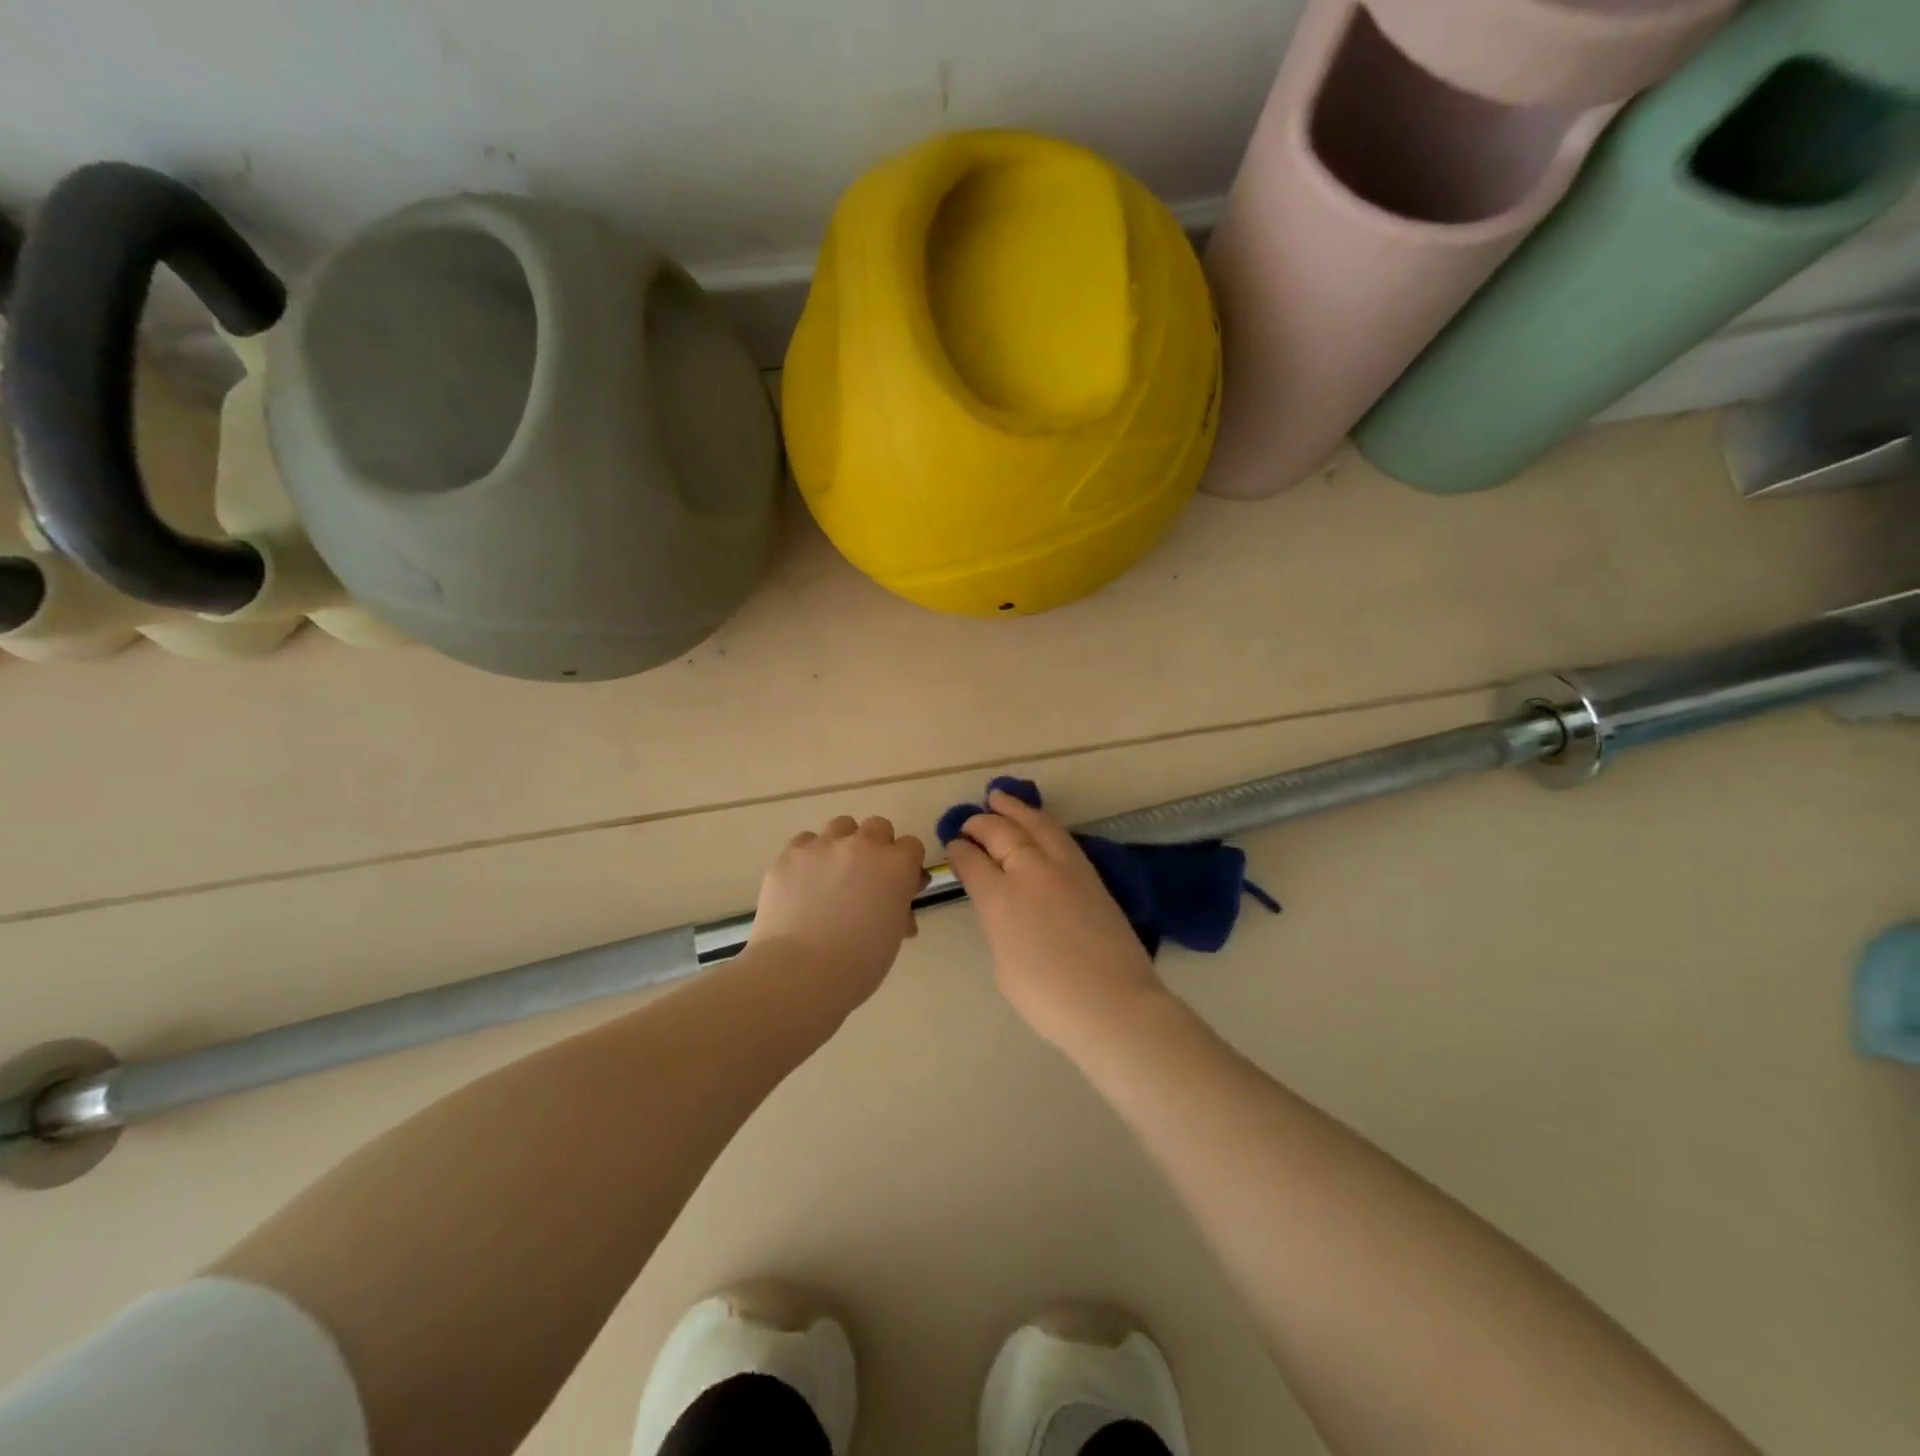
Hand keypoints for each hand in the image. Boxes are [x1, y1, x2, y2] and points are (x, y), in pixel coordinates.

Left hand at [748, 815, 927, 1008]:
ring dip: (844, 844)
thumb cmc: (858, 965)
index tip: (899, 886)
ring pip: (841, 826)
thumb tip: (895, 904)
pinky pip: (806, 842)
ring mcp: (823, 846)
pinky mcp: (790, 855)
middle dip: (877, 847)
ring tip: (833, 874)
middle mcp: (862, 845)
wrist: (799, 973)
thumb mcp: (892, 936)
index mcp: (896, 866)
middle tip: (867, 878)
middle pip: (878, 826)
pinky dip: (810, 855)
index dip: (907, 866)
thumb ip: (898, 908)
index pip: (912, 846)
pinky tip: (804, 881)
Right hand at [946, 789, 1169, 1054]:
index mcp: (999, 898)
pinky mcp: (1089, 873)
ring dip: (1013, 809)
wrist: (1113, 1003)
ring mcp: (1063, 868)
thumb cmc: (1048, 998)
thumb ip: (998, 923)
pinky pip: (1059, 835)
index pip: (972, 861)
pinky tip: (1036, 822)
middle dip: (980, 824)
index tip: (953, 845)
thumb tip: (1000, 903)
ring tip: (998, 797)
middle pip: (1000, 833)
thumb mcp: (1003, 963)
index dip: (959, 850)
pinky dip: (1042, 822)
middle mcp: (1029, 872)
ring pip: (1034, 824)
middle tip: (969, 822)